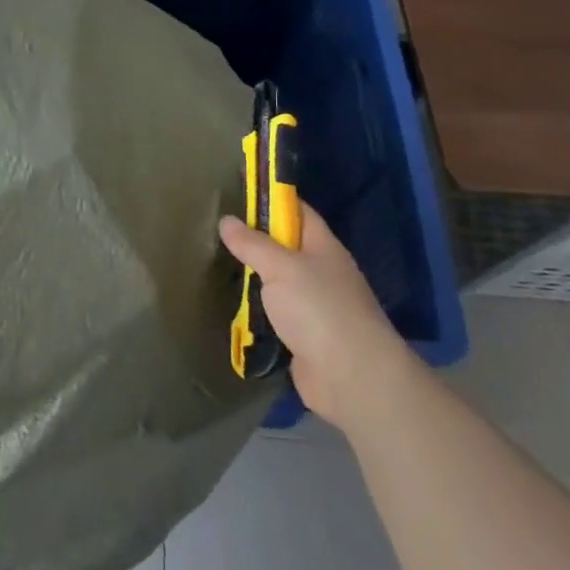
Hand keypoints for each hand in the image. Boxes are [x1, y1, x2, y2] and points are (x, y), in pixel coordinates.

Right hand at [219, 203, 412, 423]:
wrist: (353, 378)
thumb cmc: (320, 310)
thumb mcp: (281, 267)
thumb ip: (252, 244)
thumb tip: (227, 220)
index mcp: (323, 247)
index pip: (297, 211)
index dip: (271, 199)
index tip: (238, 192)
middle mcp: (321, 272)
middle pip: (285, 247)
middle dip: (254, 240)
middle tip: (215, 231)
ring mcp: (315, 306)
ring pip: (278, 282)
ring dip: (253, 278)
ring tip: (216, 266)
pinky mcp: (304, 336)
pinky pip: (275, 314)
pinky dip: (256, 310)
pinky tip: (231, 305)